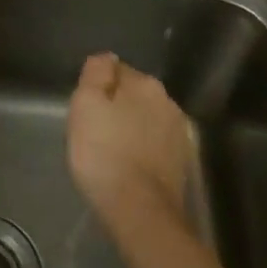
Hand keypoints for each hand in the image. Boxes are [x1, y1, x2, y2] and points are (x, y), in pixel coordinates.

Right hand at [67, 52, 197, 239]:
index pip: (116, 70)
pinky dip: (142, 149)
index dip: (97, 87)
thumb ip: (95, 74)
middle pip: (134, 95)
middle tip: (94, 130)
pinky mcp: (182, 162)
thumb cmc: (103, 152)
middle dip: (117, 107)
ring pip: (146, 120)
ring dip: (131, 128)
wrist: (138, 208)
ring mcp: (179, 133)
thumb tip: (106, 58)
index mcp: (145, 84)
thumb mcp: (85, 105)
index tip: (85, 108)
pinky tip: (129, 165)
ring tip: (111, 150)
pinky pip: (155, 145)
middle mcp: (168, 102)